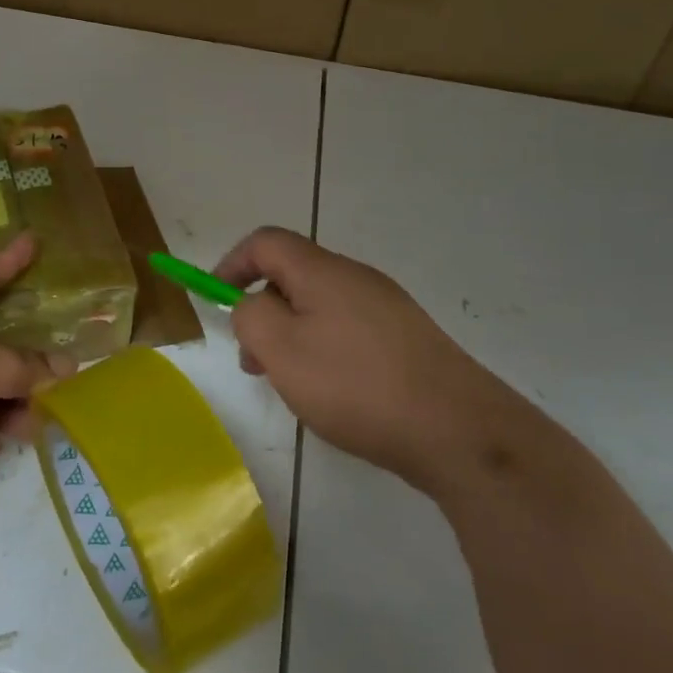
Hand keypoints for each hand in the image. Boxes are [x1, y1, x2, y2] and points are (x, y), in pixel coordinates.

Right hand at [214, 227, 492, 491]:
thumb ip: (250, 316)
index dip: (232, 263)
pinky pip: (348, 330)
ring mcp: (386, 308)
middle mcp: (356, 277)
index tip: (215, 299)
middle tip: (253, 361)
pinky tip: (334, 395)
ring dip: (292, 335)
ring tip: (291, 386)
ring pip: (320, 307)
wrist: (457, 429)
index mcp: (322, 271)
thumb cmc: (355, 384)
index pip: (266, 242)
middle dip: (262, 310)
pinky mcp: (406, 339)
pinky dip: (324, 350)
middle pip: (293, 275)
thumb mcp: (282, 350)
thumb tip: (251, 304)